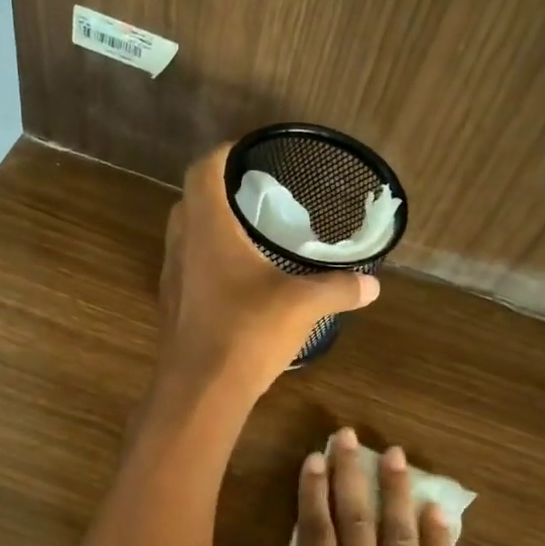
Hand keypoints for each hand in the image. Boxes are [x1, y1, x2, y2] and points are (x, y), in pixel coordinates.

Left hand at [155, 145, 378, 401]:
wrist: (199, 392)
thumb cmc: (247, 332)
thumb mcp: (303, 305)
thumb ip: (338, 289)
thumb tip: (372, 285)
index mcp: (207, 229)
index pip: (203, 171)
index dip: (223, 154)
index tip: (248, 153)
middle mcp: (182, 246)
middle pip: (191, 201)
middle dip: (219, 192)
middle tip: (255, 196)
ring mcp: (172, 278)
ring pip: (185, 237)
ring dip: (210, 228)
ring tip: (249, 236)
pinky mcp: (172, 307)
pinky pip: (187, 269)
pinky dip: (208, 262)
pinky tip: (237, 281)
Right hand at [204, 429, 493, 545]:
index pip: (317, 533)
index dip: (313, 493)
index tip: (314, 456)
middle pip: (356, 520)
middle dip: (350, 476)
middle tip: (349, 434)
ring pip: (398, 531)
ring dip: (395, 491)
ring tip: (394, 453)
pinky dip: (440, 535)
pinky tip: (441, 507)